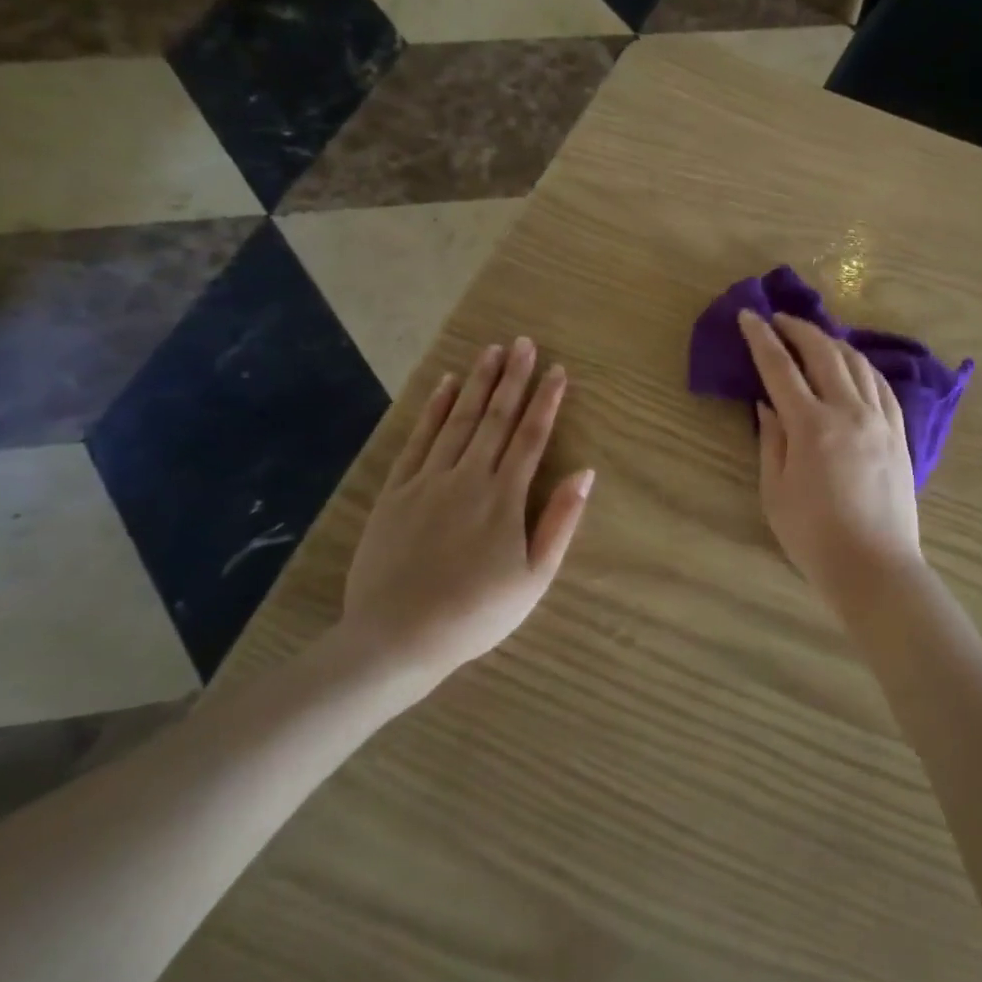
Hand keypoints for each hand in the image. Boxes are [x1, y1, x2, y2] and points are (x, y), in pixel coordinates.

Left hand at [337, 338, 593, 693]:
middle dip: (513, 378)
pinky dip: (434, 410)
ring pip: (459, 420)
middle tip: (524, 342)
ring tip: (491, 350)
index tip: (557, 370)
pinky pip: (418, 440)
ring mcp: (427, 481)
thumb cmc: (476, 613)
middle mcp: (468, 477)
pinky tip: (446, 386)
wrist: (396, 638)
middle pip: (496, 418)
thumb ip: (560, 521)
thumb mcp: (535, 578)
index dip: (546, 401)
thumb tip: (585, 473)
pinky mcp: (396, 492)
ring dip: (478, 383)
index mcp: (504, 497)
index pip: (531, 436)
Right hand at [739, 311, 922, 604]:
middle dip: (799, 329)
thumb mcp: (775, 492)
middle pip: (824, 353)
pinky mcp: (900, 434)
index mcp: (812, 427)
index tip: (749, 315)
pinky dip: (863, 366)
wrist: (875, 567)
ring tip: (814, 337)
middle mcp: (849, 412)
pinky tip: (854, 365)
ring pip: (858, 363)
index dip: (761, 339)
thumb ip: (771, 441)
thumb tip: (767, 404)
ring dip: (832, 342)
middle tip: (780, 319)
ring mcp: (880, 421)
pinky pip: (882, 386)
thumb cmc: (814, 537)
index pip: (781, 368)